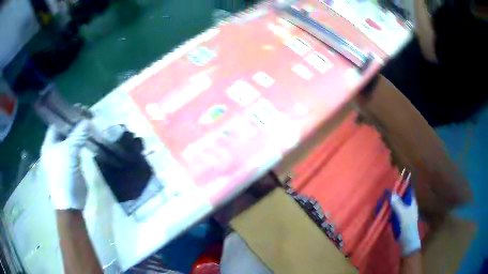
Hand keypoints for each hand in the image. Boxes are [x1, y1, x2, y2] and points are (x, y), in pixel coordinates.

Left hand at [40, 120, 90, 209]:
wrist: (70, 204)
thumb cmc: (63, 176)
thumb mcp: (69, 153)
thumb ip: (77, 135)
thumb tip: (87, 120)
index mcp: (48, 144)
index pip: (56, 123)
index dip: (66, 114)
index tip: (80, 108)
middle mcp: (54, 148)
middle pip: (64, 130)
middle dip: (75, 122)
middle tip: (88, 114)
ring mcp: (63, 157)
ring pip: (71, 139)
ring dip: (80, 132)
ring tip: (91, 123)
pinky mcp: (71, 164)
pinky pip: (76, 148)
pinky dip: (82, 142)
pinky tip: (89, 137)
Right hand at [390, 187, 420, 255]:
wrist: (407, 241)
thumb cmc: (408, 225)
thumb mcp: (403, 214)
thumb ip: (398, 204)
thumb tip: (392, 194)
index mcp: (412, 203)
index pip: (408, 191)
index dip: (403, 187)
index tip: (395, 184)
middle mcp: (409, 207)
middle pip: (402, 198)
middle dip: (395, 196)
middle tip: (386, 193)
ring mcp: (404, 214)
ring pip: (397, 206)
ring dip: (391, 204)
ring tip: (383, 201)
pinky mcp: (399, 221)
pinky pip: (394, 213)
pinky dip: (390, 211)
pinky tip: (384, 212)